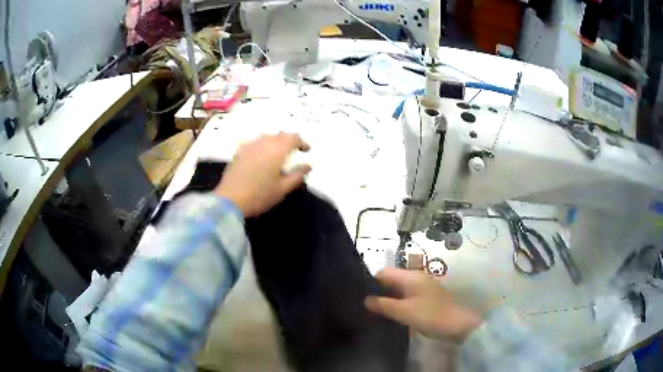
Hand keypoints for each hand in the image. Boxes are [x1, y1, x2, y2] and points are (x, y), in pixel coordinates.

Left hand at [215, 133, 310, 216]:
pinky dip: (263, 145)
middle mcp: (264, 143)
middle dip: (290, 141)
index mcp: (277, 150)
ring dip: (276, 141)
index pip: (294, 138)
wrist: (230, 200)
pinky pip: (255, 142)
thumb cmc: (259, 196)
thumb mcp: (282, 189)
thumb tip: (308, 166)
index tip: (307, 151)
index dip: (302, 142)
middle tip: (294, 151)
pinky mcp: (239, 152)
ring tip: (279, 153)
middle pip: (280, 135)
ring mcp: (250, 146)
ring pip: (267, 137)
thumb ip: (297, 176)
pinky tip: (261, 155)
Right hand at [365, 268, 481, 341]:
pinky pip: (405, 295)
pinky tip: (391, 313)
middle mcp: (415, 277)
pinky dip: (397, 302)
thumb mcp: (404, 312)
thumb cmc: (430, 316)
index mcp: (410, 276)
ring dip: (387, 298)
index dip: (371, 283)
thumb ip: (384, 305)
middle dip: (378, 291)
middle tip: (367, 307)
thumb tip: (365, 300)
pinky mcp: (425, 297)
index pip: (383, 272)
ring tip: (376, 312)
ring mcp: (421, 287)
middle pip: (390, 280)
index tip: (362, 297)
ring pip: (398, 289)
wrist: (457, 324)